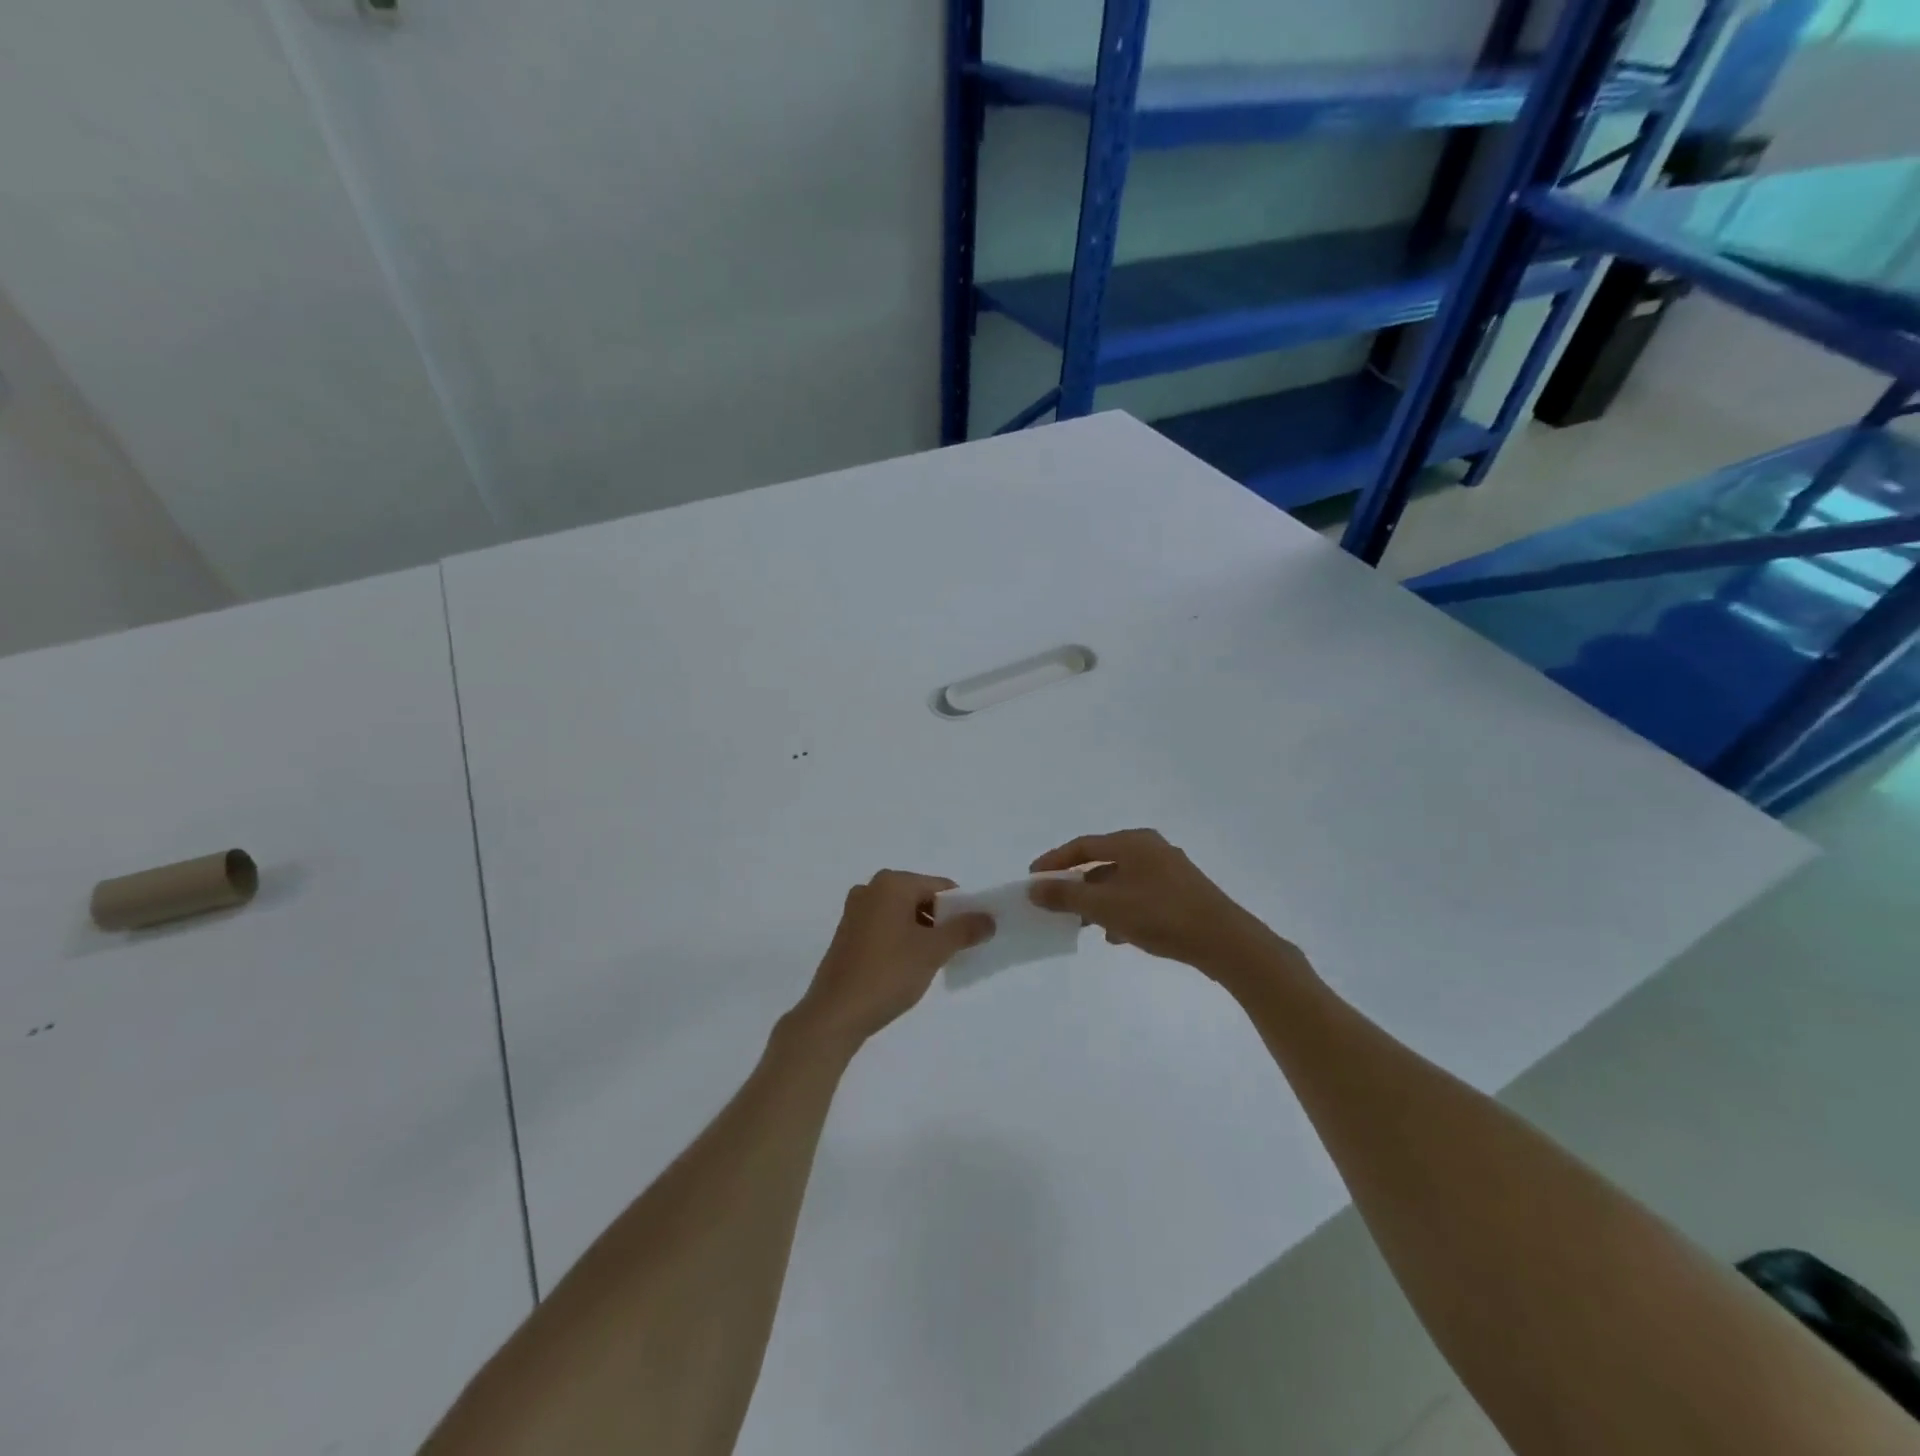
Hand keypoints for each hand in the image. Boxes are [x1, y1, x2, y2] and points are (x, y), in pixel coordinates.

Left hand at [790, 871, 994, 1047]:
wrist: (836, 1013)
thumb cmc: (888, 973)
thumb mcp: (933, 950)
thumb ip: (964, 930)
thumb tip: (989, 919)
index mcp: (891, 883)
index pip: (940, 887)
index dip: (961, 909)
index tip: (972, 936)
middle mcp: (870, 889)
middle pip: (921, 898)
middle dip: (941, 921)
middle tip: (954, 951)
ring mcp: (855, 911)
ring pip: (903, 914)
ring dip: (922, 933)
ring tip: (932, 963)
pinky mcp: (847, 934)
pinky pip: (885, 927)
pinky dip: (902, 940)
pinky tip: (908, 967)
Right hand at [1028, 829, 1286, 980]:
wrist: (1225, 942)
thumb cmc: (1161, 915)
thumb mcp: (1106, 906)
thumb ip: (1067, 895)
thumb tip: (1034, 887)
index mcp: (1133, 842)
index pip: (1083, 846)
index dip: (1055, 861)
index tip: (1033, 878)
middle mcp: (1151, 849)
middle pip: (1102, 862)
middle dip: (1077, 884)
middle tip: (1056, 903)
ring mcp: (1169, 871)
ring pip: (1121, 882)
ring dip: (1099, 901)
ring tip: (1083, 924)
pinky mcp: (1182, 894)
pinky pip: (1140, 897)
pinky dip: (1122, 911)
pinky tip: (1117, 936)